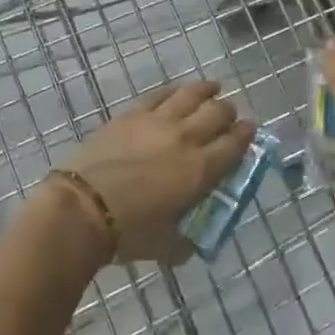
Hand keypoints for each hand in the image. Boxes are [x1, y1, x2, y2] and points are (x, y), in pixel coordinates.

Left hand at [57, 79, 254, 264]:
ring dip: (207, 90)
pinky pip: (160, 94)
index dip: (246, 135)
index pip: (234, 145)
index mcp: (200, 170)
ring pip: (191, 94)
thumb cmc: (128, 231)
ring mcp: (158, 121)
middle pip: (218, 113)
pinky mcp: (132, 114)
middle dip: (229, 111)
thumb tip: (189, 244)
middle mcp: (186, 138)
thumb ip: (183, 242)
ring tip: (213, 88)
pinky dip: (174, 90)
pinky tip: (178, 90)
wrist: (83, 206)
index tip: (250, 130)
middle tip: (230, 115)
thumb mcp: (165, 246)